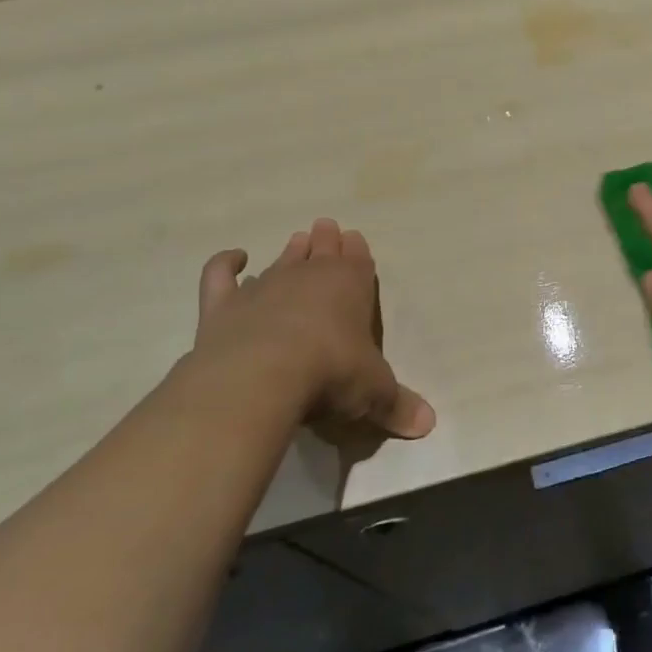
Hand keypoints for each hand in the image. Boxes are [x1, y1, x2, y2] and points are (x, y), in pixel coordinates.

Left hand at [186, 218, 435, 440]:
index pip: (358, 260)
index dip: (358, 251)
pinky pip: (221, 274)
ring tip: (297, 241)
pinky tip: (235, 258)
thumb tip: (430, 424)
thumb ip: (398, 405)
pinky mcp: (224, 305)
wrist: (262, 376)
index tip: (355, 240)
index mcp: (351, 286)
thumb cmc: (331, 374)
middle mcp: (310, 277)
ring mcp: (264, 287)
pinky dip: (225, 263)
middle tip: (326, 228)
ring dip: (291, 251)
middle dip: (327, 240)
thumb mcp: (374, 393)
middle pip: (321, 250)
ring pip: (282, 259)